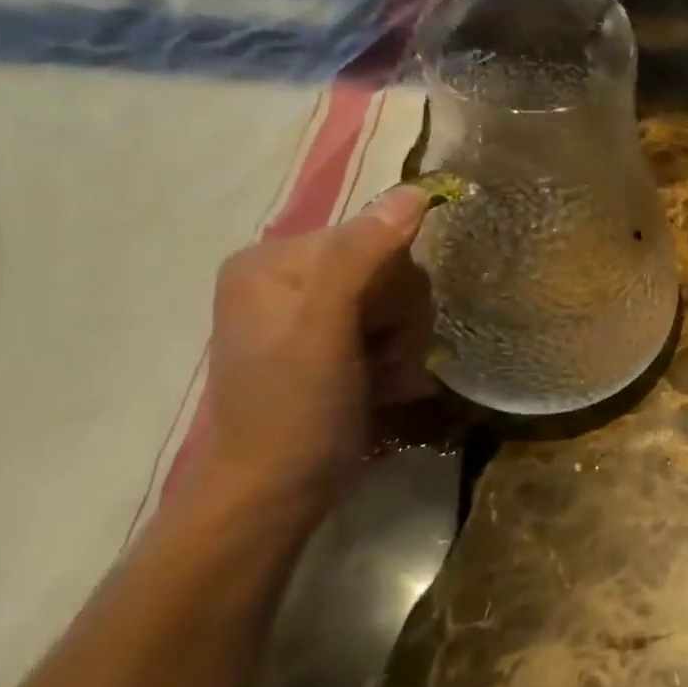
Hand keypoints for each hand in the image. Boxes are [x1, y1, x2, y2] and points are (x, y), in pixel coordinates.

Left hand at [195, 186, 436, 524]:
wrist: (275, 493)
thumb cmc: (294, 412)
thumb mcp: (325, 331)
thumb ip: (362, 258)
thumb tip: (413, 193)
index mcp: (274, 260)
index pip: (373, 236)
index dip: (395, 284)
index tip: (384, 332)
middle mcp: (289, 276)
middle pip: (388, 268)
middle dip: (401, 317)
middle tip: (384, 360)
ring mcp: (310, 311)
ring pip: (397, 300)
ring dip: (405, 342)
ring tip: (385, 379)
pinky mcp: (329, 342)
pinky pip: (388, 327)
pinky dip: (396, 357)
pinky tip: (385, 385)